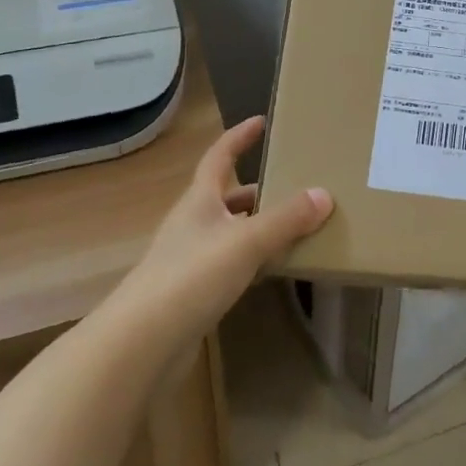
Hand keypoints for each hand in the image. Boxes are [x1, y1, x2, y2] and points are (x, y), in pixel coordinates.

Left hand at [107, 116, 332, 350]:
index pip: (219, 157)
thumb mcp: (246, 242)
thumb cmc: (191, 277)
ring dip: (258, 226)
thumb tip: (324, 194)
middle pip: (227, 196)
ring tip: (295, 226)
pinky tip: (273, 269)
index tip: (262, 121)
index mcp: (199, 201)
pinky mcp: (193, 293)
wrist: (141, 345)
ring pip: (231, 232)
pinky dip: (253, 260)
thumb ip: (286, 219)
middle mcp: (192, 224)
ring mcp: (190, 260)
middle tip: (295, 183)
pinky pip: (230, 264)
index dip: (239, 137)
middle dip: (259, 188)